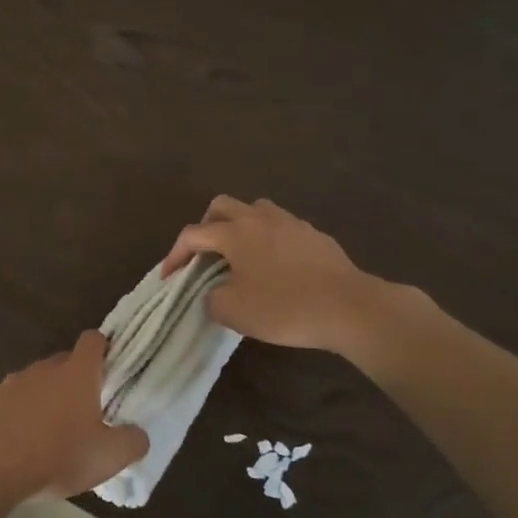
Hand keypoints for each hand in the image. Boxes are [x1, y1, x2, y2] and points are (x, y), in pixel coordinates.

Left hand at [0, 331, 148, 504]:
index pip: (93, 340)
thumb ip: (132, 441)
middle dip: (78, 379)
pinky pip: (17, 401)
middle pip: (66, 361)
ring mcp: (15, 382)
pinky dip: (25, 414)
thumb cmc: (58, 455)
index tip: (112, 368)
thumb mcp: (109, 456)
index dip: (104, 349)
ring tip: (56, 431)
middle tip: (89, 410)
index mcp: (77, 372)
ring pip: (40, 381)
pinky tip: (28, 442)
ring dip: (49, 398)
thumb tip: (137, 434)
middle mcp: (46, 368)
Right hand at [161, 196, 413, 354]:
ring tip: (239, 255)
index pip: (193, 234)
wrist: (349, 307)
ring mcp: (291, 223)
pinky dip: (268, 240)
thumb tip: (215, 291)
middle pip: (222, 206)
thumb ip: (211, 298)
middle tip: (204, 255)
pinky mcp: (315, 236)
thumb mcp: (233, 311)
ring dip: (239, 226)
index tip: (169, 277)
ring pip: (255, 210)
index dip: (175, 255)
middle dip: (206, 226)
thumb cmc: (284, 307)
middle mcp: (260, 219)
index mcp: (235, 232)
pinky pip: (281, 227)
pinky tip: (275, 266)